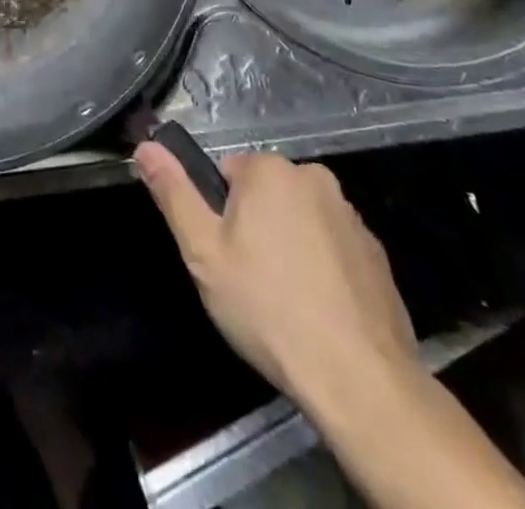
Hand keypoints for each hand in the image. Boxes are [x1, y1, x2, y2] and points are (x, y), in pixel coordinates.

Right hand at [135, 146, 418, 411]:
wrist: (360, 379)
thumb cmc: (268, 308)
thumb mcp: (203, 253)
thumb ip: (173, 193)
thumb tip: (146, 145)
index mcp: (270, 169)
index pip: (227, 172)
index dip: (219, 215)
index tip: (225, 256)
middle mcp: (315, 178)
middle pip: (265, 194)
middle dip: (254, 227)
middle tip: (248, 281)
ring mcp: (352, 216)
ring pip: (300, 221)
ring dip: (288, 247)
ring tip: (284, 303)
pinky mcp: (377, 255)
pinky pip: (333, 249)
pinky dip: (322, 270)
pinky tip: (318, 313)